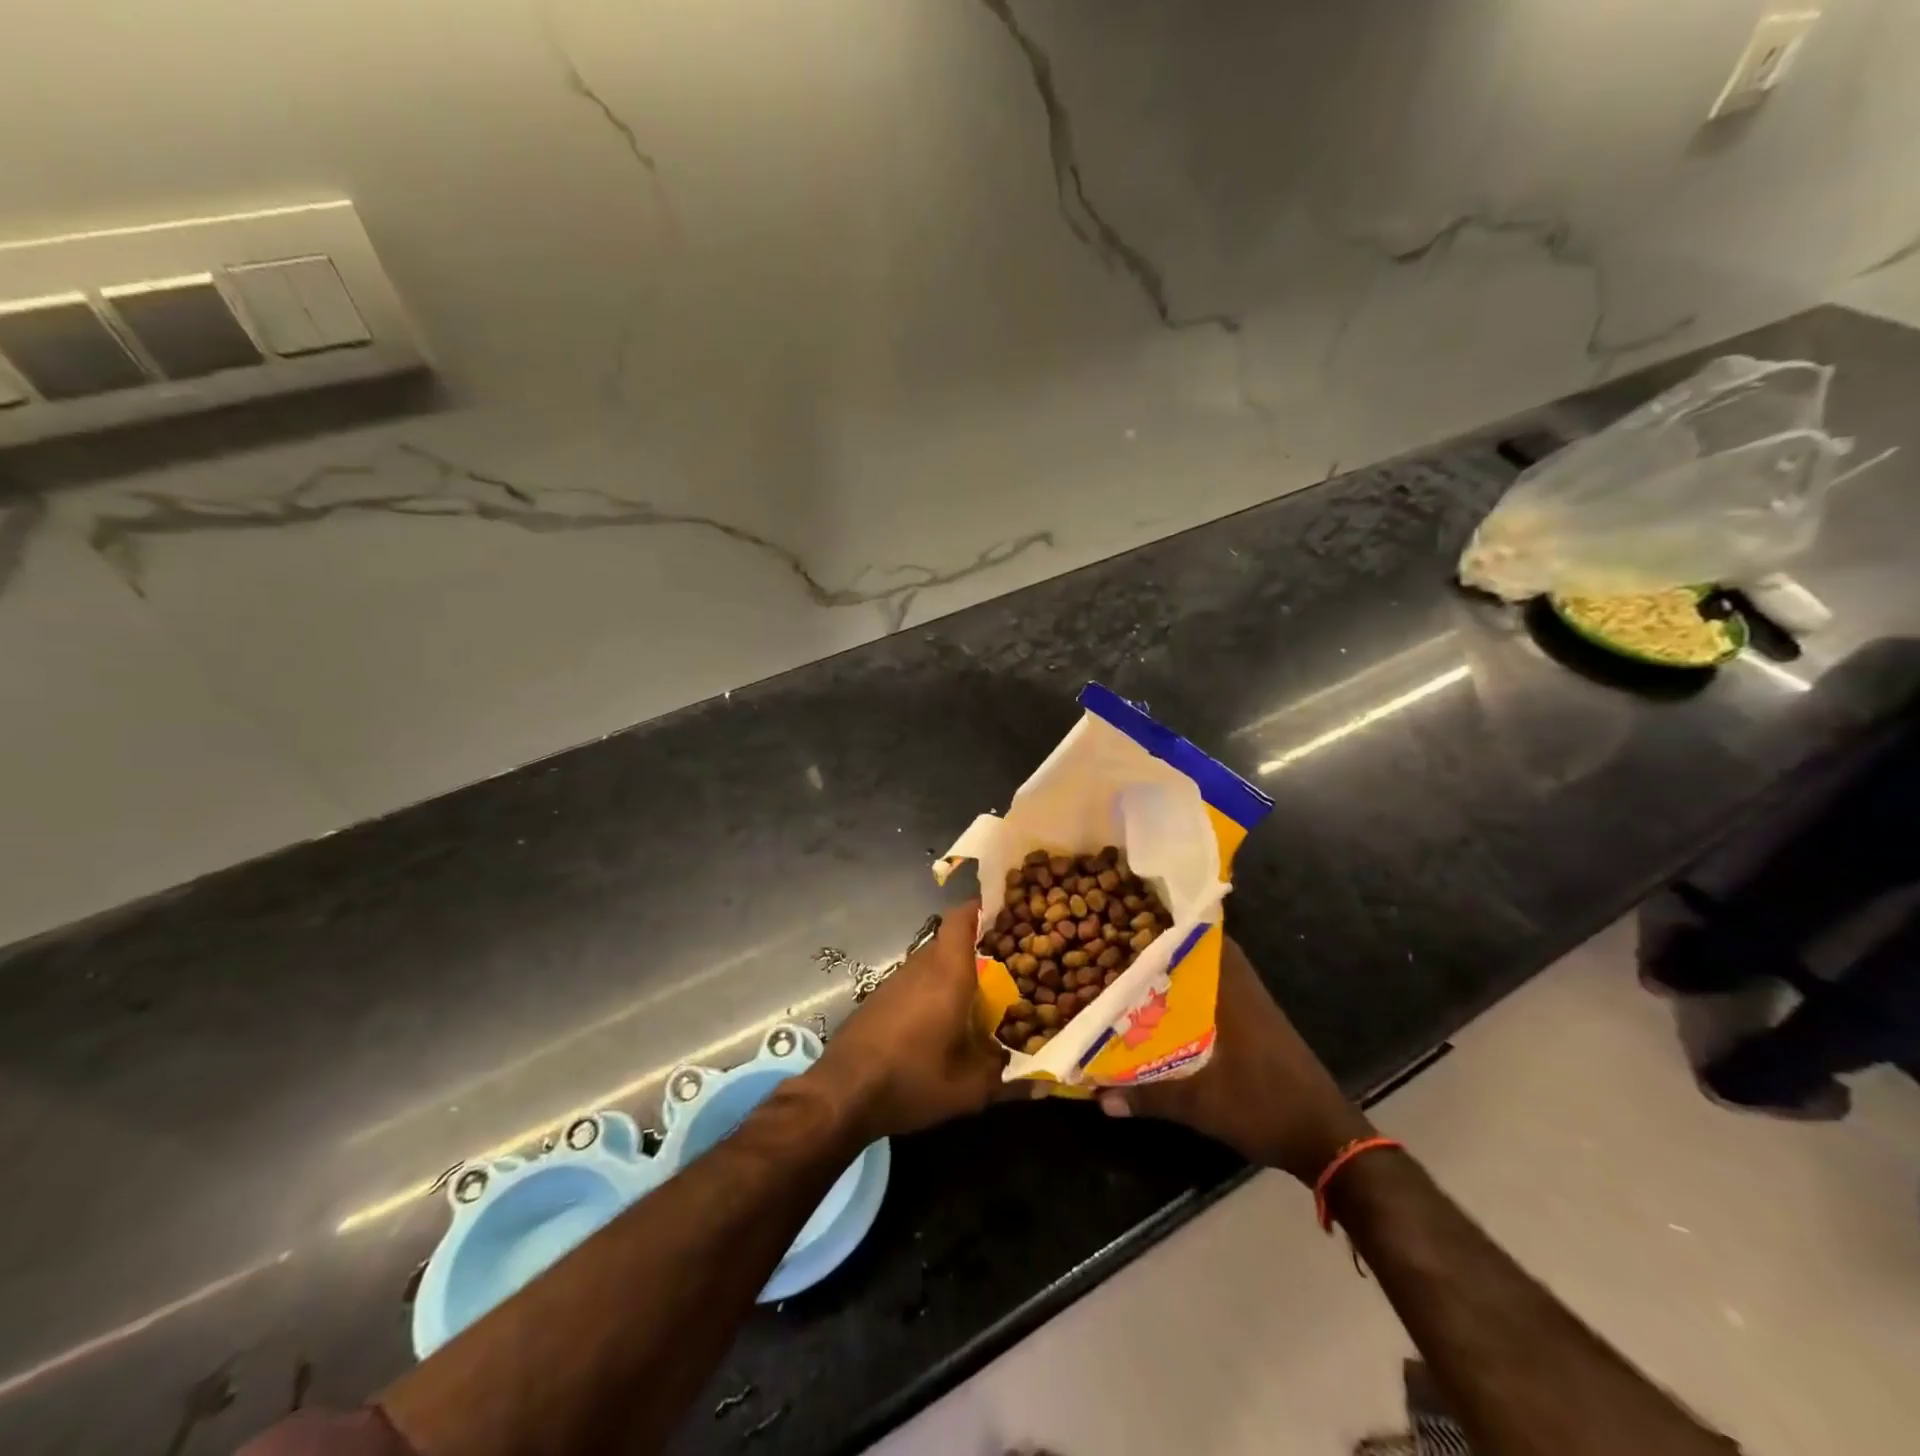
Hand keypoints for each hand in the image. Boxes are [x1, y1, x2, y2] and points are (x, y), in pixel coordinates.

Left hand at [808, 900, 1005, 1141]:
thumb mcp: (967, 1089)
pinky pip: (915, 981)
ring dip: (953, 972)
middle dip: (978, 947)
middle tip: (1007, 965)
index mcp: (948, 973)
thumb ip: (1006, 1078)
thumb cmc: (911, 1080)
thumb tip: (1042, 1081)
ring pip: (932, 961)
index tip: (1008, 915)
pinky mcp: (878, 998)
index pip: (962, 917)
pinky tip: (940, 1021)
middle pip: (951, 940)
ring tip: (979, 996)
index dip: (984, 909)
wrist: (842, 1093)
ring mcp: (895, 980)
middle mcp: (921, 966)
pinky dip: (932, 989)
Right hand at [1098, 936, 1371, 1183]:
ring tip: (1141, 971)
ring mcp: (1257, 1011)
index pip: (1208, 940)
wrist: (1328, 1140)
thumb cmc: (1266, 1108)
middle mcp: (1246, 992)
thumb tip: (1099, 1096)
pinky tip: (1171, 1010)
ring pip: (1215, 976)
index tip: (1139, 914)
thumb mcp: (1202, 1106)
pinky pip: (1222, 996)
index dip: (1175, 924)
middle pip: (1208, 953)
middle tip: (1130, 943)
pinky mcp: (1261, 1030)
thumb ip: (1150, 1096)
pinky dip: (1198, 995)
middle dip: (1171, 946)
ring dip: (1184, 972)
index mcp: (1234, 994)